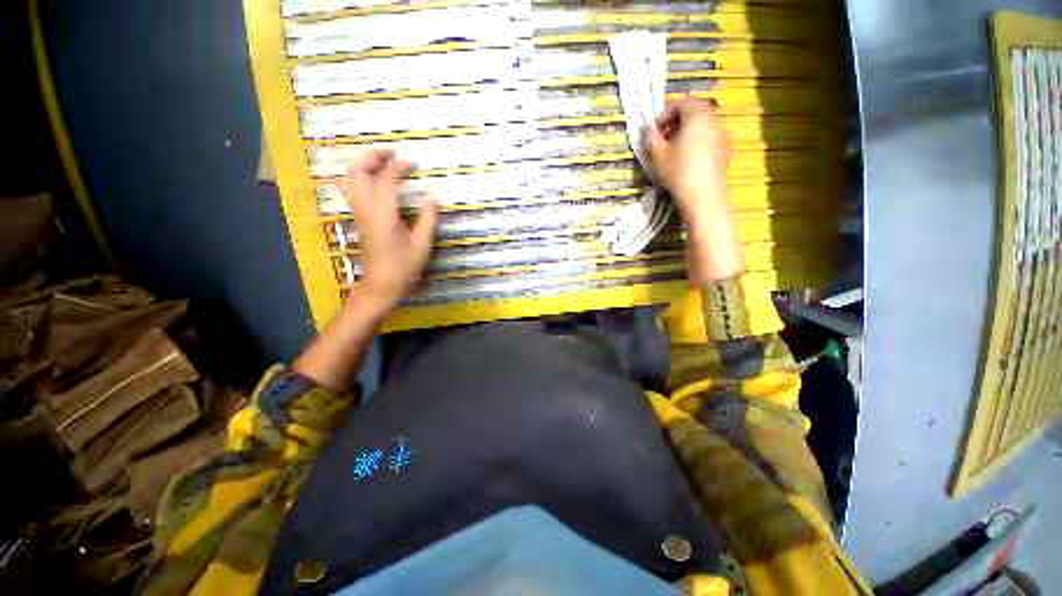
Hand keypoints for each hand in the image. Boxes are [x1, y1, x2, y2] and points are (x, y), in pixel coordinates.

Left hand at [342, 150, 438, 307]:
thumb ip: (428, 218)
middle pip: (357, 171)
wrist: (381, 286)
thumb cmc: (404, 267)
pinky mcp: (359, 219)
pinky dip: (363, 177)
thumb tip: (433, 195)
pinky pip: (354, 190)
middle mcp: (366, 209)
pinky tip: (377, 181)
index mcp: (383, 214)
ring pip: (351, 179)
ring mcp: (359, 213)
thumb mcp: (422, 244)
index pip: (387, 179)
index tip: (414, 164)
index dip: (400, 167)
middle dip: (373, 156)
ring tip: (384, 162)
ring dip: (364, 165)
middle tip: (392, 153)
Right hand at [646, 97, 730, 222]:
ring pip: (702, 123)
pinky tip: (687, 158)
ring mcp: (722, 133)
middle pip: (694, 110)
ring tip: (674, 149)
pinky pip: (709, 136)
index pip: (681, 101)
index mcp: (696, 115)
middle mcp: (713, 118)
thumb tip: (649, 130)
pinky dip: (697, 140)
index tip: (656, 129)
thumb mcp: (657, 155)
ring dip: (687, 131)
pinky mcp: (725, 148)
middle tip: (664, 138)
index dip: (666, 113)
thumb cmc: (678, 171)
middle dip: (677, 121)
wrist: (703, 195)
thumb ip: (651, 138)